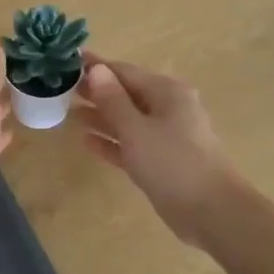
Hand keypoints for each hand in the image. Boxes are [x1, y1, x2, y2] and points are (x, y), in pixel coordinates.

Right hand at [77, 56, 241, 246]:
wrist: (211, 211)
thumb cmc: (172, 162)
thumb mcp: (136, 128)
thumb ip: (113, 99)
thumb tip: (96, 70)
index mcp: (166, 92)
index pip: (124, 71)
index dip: (96, 67)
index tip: (67, 62)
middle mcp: (167, 108)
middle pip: (126, 94)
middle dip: (96, 91)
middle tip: (61, 88)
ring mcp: (165, 136)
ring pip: (127, 120)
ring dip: (100, 116)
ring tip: (68, 112)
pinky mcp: (160, 161)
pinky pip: (130, 144)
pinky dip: (111, 141)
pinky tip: (86, 140)